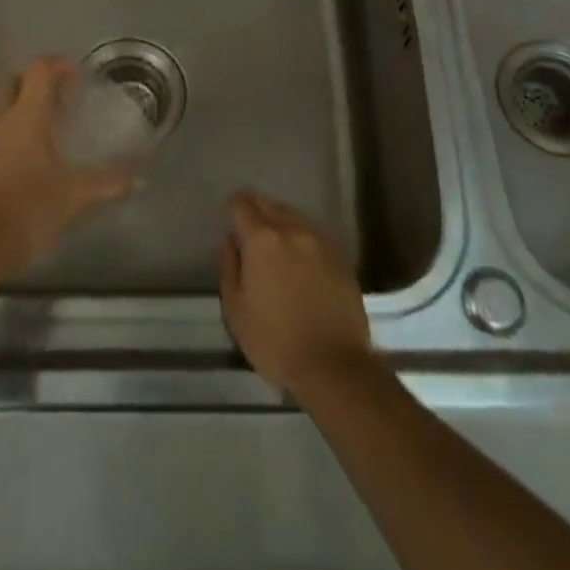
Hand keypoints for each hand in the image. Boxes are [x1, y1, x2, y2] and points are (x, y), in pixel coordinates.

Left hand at [0, 58, 139, 287]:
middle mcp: (0, 118)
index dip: (58, 66)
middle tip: (60, 97)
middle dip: (34, 83)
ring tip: (47, 125)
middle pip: (13, 82)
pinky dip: (10, 130)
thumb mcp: (77, 195)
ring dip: (20, 106)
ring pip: (0, 106)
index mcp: (26, 116)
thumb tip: (139, 180)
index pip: (39, 72)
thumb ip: (109, 183)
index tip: (77, 74)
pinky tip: (29, 153)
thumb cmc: (32, 206)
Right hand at [219, 190, 372, 399]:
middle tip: (249, 233)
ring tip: (275, 247)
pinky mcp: (341, 257)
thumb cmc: (274, 341)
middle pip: (270, 204)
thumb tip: (231, 240)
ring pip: (294, 217)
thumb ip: (229, 266)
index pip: (242, 204)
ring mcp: (320, 241)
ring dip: (280, 223)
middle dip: (256, 211)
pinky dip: (301, 239)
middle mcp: (292, 229)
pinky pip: (314, 235)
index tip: (229, 220)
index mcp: (262, 239)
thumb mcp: (235, 308)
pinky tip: (299, 261)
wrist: (334, 366)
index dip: (233, 207)